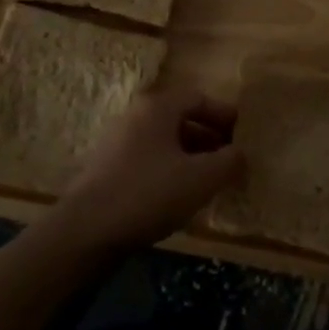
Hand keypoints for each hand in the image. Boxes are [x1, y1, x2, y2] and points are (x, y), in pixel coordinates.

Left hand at [53, 89, 242, 250]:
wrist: (85, 232)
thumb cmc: (148, 194)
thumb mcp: (200, 179)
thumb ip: (229, 162)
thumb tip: (242, 154)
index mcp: (158, 108)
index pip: (199, 98)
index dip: (225, 115)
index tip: (243, 136)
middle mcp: (135, 116)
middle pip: (181, 119)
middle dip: (210, 138)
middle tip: (231, 161)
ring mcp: (117, 142)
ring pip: (164, 142)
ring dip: (191, 157)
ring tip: (209, 182)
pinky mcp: (107, 169)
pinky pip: (148, 160)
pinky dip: (169, 171)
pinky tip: (179, 197)